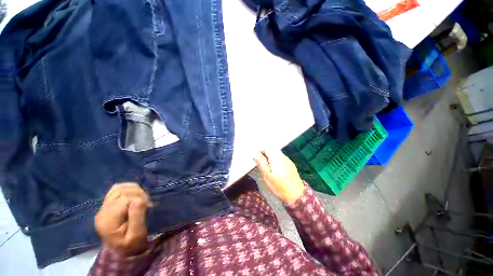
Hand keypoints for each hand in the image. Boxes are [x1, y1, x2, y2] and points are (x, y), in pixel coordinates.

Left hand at [95, 183, 150, 255]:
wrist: (122, 251)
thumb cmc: (131, 244)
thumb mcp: (137, 234)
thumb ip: (137, 217)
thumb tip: (140, 199)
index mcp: (108, 220)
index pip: (125, 199)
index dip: (139, 199)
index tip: (149, 206)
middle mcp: (102, 212)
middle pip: (121, 191)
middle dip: (138, 193)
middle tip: (147, 202)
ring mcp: (103, 208)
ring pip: (118, 188)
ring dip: (133, 190)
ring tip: (141, 198)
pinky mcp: (107, 205)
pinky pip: (116, 189)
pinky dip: (127, 188)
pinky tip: (134, 194)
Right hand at [254, 149, 304, 204]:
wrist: (297, 195)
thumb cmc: (279, 186)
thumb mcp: (267, 176)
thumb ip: (261, 163)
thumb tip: (255, 154)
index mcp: (276, 157)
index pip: (266, 148)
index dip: (260, 151)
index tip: (256, 159)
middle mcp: (282, 156)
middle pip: (272, 150)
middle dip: (265, 154)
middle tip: (261, 163)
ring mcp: (288, 160)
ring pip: (276, 154)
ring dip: (270, 157)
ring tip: (267, 167)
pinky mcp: (291, 164)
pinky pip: (281, 158)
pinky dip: (276, 160)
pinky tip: (275, 169)